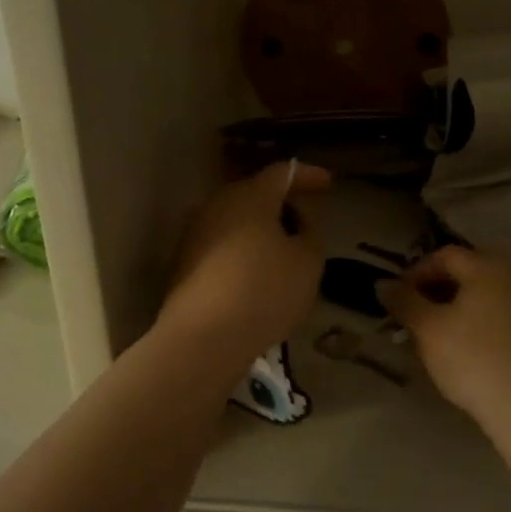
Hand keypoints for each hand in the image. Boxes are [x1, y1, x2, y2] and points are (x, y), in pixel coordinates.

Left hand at [158, 162, 331, 367]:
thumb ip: (310, 231)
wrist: (203, 338)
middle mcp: (217, 205)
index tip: (327, 182)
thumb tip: (298, 217)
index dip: (307, 175)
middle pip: (254, 193)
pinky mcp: (183, 262)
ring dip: (260, 227)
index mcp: (250, 196)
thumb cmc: (265, 291)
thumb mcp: (307, 261)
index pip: (282, 173)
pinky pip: (221, 243)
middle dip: (282, 202)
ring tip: (284, 248)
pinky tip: (256, 272)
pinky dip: (243, 249)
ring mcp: (194, 233)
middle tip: (306, 218)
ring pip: (235, 219)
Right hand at [380, 246, 510, 429]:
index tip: (398, 297)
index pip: (444, 256)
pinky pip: (498, 312)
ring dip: (454, 305)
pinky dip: (475, 319)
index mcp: (487, 267)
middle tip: (413, 313)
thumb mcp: (428, 329)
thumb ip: (403, 301)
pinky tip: (462, 345)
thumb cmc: (472, 359)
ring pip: (482, 293)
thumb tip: (383, 284)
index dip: (416, 272)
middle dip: (435, 289)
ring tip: (433, 331)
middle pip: (466, 271)